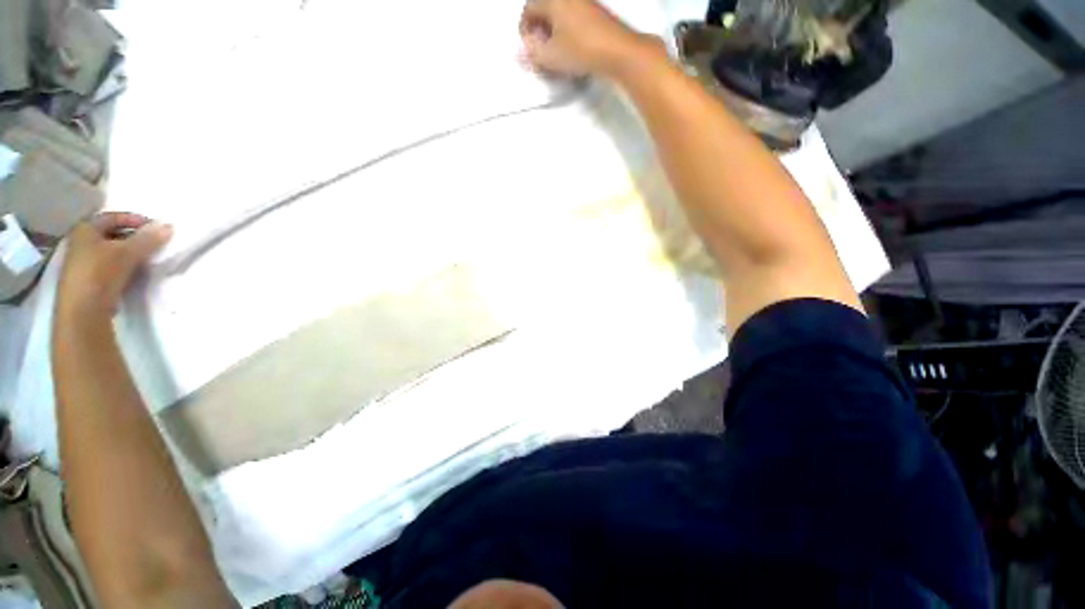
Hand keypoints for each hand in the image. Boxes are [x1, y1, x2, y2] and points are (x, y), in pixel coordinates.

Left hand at [57, 213, 171, 320]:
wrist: (83, 311)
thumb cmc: (100, 273)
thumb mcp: (128, 253)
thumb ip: (149, 239)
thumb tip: (169, 226)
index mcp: (85, 229)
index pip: (113, 217)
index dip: (134, 220)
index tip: (155, 228)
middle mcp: (80, 242)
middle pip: (111, 235)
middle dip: (133, 238)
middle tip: (153, 245)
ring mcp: (82, 263)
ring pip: (110, 252)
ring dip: (129, 254)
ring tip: (147, 261)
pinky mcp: (87, 281)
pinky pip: (108, 267)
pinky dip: (123, 268)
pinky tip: (134, 275)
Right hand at [519, 0, 659, 76]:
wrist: (617, 51)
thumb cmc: (580, 50)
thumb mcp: (550, 56)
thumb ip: (532, 54)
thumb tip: (522, 53)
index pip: (528, 9)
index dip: (524, 30)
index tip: (527, 48)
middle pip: (544, 9)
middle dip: (538, 30)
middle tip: (539, 51)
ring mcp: (584, 2)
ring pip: (559, 14)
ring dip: (552, 32)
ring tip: (554, 53)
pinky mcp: (596, 12)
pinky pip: (573, 17)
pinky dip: (566, 31)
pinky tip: (570, 49)